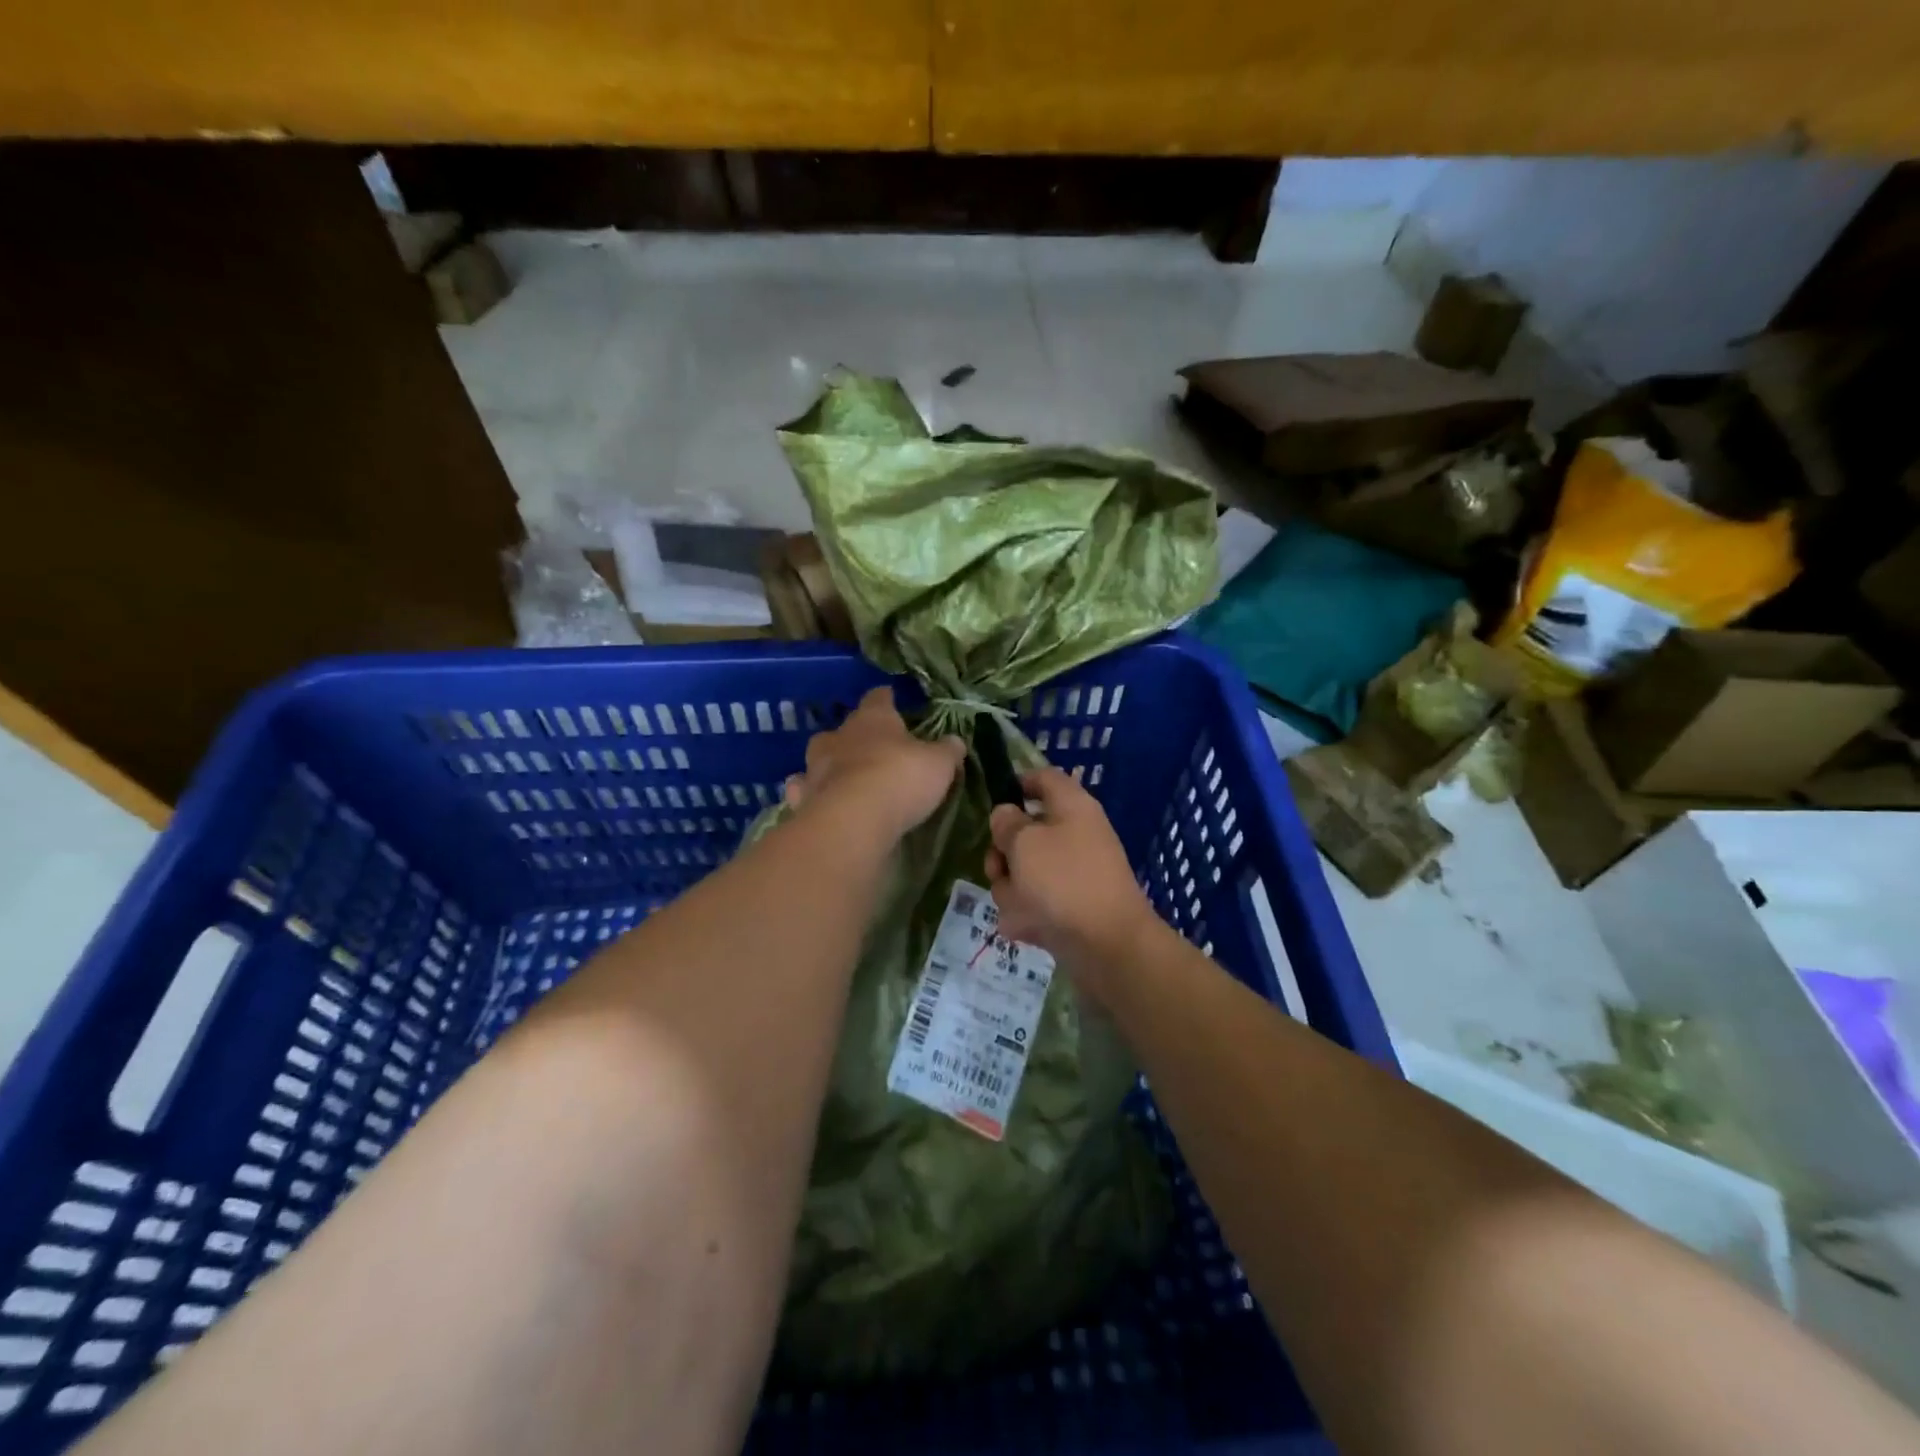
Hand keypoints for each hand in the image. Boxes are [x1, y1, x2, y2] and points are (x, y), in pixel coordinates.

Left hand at [784, 686, 964, 846]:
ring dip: (829, 764)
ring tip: (841, 776)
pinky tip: (815, 800)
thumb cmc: (900, 780)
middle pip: (845, 728)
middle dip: (855, 735)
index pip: (879, 698)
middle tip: (870, 746)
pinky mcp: (802, 798)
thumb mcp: (938, 765)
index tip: (890, 698)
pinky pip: (801, 790)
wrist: (852, 821)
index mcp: (873, 719)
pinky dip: (807, 793)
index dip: (886, 698)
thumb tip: (955, 741)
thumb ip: (946, 751)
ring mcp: (815, 767)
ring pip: (818, 757)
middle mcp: (839, 736)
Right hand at [986, 767, 1157, 995]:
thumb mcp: (1024, 843)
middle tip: (998, 868)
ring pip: (1025, 871)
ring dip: (1011, 889)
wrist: (1107, 946)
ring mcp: (1074, 874)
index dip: (1016, 784)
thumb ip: (1007, 823)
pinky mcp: (1071, 908)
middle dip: (1002, 853)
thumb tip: (1006, 815)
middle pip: (1026, 831)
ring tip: (1018, 906)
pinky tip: (1026, 928)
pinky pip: (1035, 903)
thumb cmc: (1064, 881)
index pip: (1043, 778)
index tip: (991, 803)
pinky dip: (1027, 915)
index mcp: (1072, 807)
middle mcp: (1076, 834)